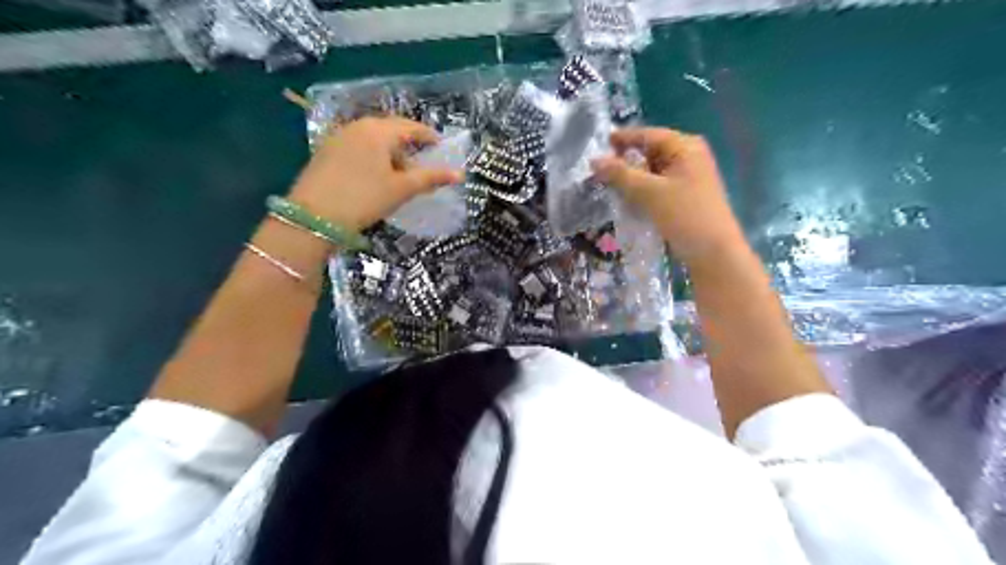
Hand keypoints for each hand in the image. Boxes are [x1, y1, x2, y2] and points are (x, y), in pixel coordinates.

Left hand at [289, 117, 464, 232]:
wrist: (313, 216)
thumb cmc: (364, 198)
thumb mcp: (401, 189)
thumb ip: (431, 178)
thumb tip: (460, 174)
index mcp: (379, 130)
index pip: (411, 127)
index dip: (428, 136)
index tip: (440, 147)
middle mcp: (358, 126)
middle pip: (390, 129)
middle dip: (408, 143)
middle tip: (421, 160)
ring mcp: (339, 136)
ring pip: (372, 138)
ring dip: (389, 151)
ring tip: (399, 172)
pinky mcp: (325, 150)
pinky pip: (357, 146)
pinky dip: (372, 155)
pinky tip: (374, 175)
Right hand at [590, 129, 745, 266]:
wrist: (713, 252)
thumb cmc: (684, 215)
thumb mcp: (649, 192)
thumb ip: (620, 175)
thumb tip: (594, 160)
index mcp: (686, 147)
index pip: (649, 135)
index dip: (624, 138)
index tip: (601, 143)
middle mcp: (690, 156)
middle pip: (651, 152)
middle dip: (627, 160)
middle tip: (602, 169)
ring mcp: (690, 177)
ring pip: (654, 171)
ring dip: (633, 177)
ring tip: (610, 185)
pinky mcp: (686, 196)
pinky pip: (659, 186)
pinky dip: (643, 190)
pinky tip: (628, 199)